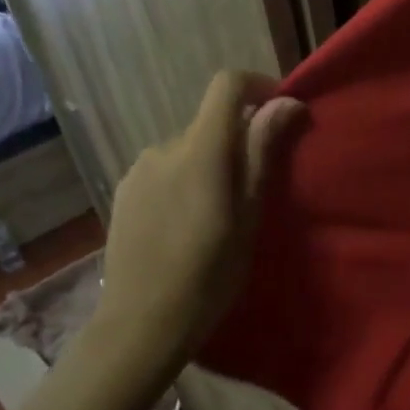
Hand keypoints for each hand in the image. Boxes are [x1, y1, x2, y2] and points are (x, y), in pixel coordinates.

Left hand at [93, 71, 304, 372]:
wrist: (140, 323)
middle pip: (210, 123)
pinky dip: (184, 181)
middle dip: (237, 141)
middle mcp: (163, 147)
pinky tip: (186, 225)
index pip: (227, 86)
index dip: (258, 87)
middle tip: (256, 189)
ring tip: (218, 215)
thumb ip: (262, 152)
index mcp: (199, 150)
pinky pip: (164, 171)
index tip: (280, 114)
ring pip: (187, 150)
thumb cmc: (208, 275)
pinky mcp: (123, 192)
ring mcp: (138, 169)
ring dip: (209, 165)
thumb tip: (286, 103)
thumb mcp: (248, 215)